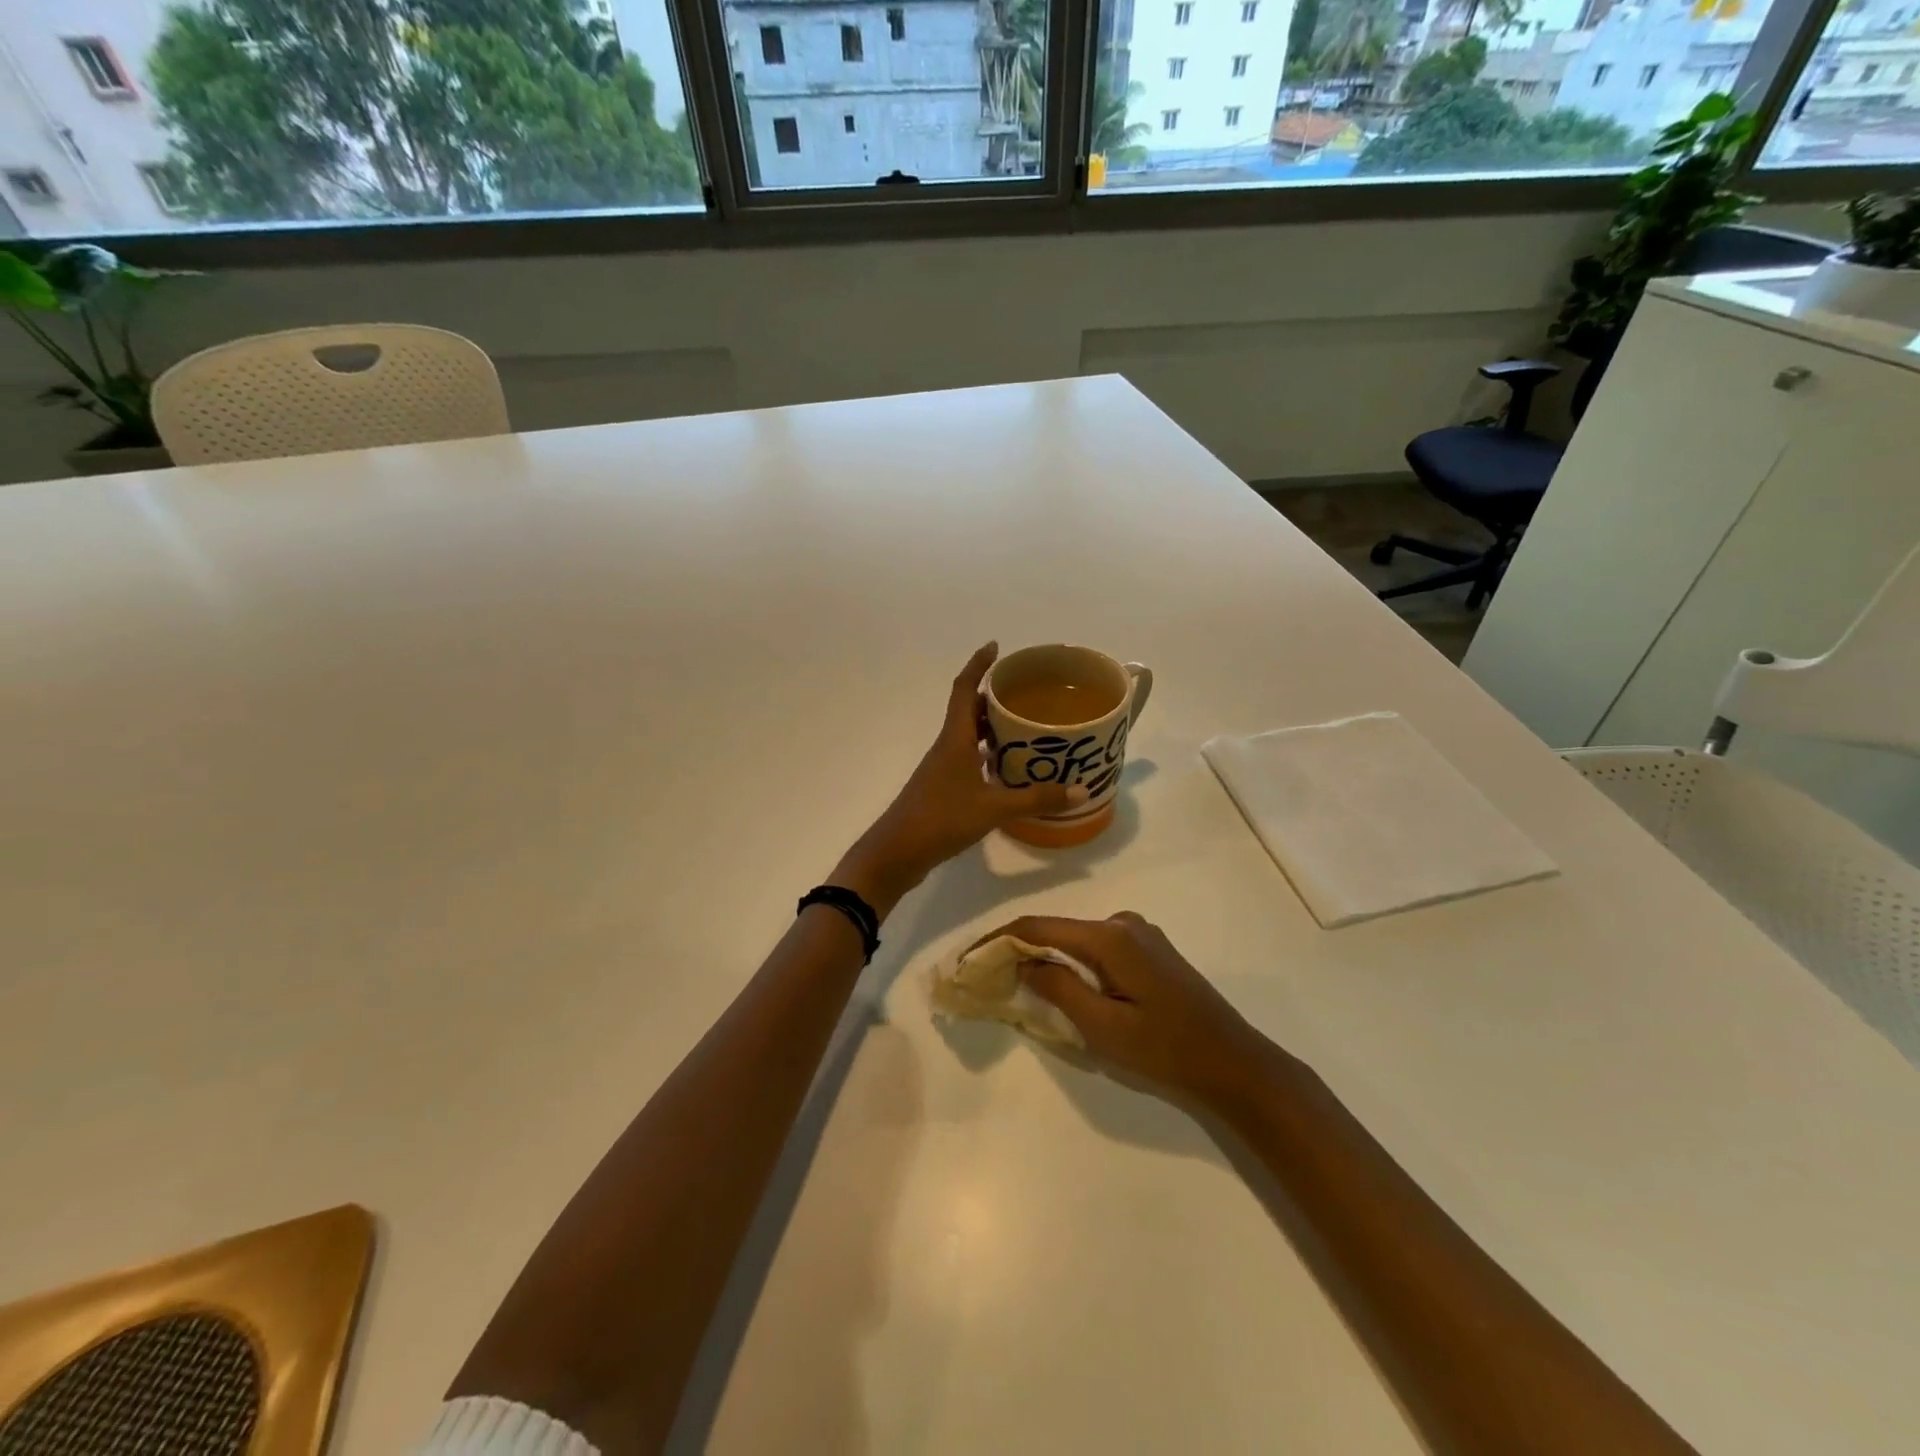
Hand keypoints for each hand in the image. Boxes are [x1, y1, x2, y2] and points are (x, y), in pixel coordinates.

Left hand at [834, 644, 1086, 916]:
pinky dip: (988, 756)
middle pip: (969, 710)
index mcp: (955, 738)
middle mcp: (947, 746)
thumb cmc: (941, 818)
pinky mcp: (942, 789)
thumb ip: (1036, 798)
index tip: (995, 646)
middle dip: (995, 697)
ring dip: (992, 728)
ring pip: (969, 736)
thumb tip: (1081, 791)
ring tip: (1025, 727)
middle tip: (1027, 692)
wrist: (896, 852)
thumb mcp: (994, 808)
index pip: (964, 688)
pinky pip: (968, 759)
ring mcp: (942, 768)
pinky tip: (1008, 769)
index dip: (978, 665)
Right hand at [979, 912, 1277, 1106]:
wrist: (1233, 1062)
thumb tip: (1024, 960)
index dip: (1001, 938)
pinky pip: (1098, 949)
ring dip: (1048, 958)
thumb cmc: (1166, 1049)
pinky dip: (1074, 963)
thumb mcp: (1103, 1028)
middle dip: (1022, 949)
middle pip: (1058, 929)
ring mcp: (1140, 933)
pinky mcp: (1150, 949)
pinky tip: (1065, 987)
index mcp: (1111, 936)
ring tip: (1021, 985)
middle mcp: (1123, 922)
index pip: (1040, 926)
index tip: (971, 957)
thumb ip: (1059, 988)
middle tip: (990, 976)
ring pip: (1077, 940)